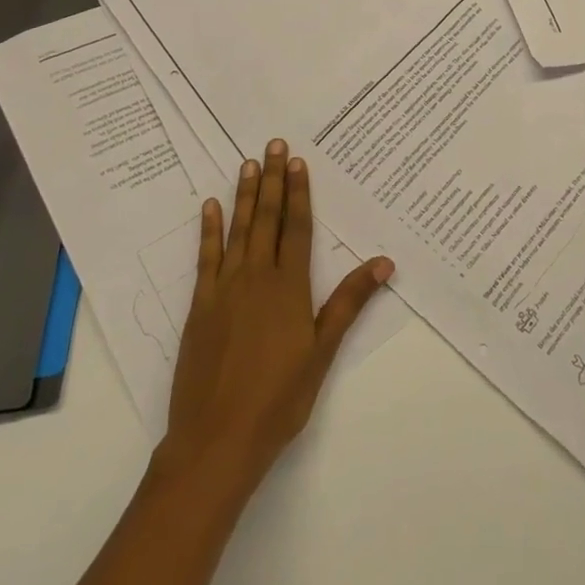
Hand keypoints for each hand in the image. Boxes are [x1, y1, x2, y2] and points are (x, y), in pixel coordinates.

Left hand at [162, 139, 393, 494]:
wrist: (216, 440)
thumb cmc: (279, 398)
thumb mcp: (322, 351)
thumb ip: (349, 302)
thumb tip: (384, 261)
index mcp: (289, 287)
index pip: (297, 228)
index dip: (299, 192)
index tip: (297, 161)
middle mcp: (256, 277)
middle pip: (267, 219)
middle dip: (272, 180)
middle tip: (272, 144)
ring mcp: (224, 289)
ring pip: (238, 230)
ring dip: (245, 195)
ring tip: (247, 164)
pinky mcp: (200, 306)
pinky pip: (206, 257)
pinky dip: (209, 230)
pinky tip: (210, 207)